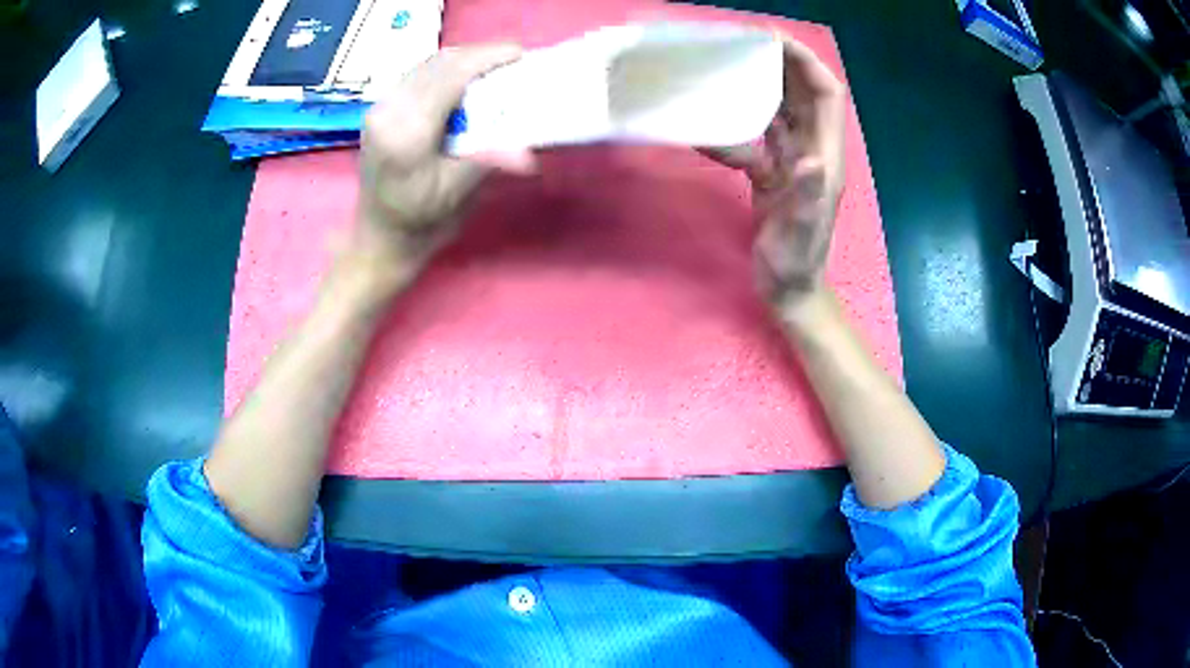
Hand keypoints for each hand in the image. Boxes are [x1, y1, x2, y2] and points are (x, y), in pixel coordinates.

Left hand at [351, 43, 526, 285]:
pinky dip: (443, 71)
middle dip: (478, 56)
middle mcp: (388, 110)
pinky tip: (461, 82)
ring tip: (491, 70)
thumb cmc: (419, 223)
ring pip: (426, 64)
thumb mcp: (458, 194)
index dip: (487, 58)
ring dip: (461, 61)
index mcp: (406, 132)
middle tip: (512, 62)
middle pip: (438, 62)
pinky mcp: (379, 109)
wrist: (378, 239)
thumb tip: (530, 150)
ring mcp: (379, 107)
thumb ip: (490, 160)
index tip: (519, 54)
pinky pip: (416, 75)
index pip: (451, 75)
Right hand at [704, 37, 846, 318]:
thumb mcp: (802, 233)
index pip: (826, 96)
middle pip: (803, 94)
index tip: (776, 40)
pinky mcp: (772, 172)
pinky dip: (740, 121)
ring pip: (781, 110)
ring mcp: (792, 161)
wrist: (789, 289)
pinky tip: (715, 117)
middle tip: (744, 43)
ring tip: (729, 65)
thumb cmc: (797, 264)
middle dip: (781, 63)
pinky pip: (759, 135)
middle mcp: (812, 150)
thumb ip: (807, 198)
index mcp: (825, 157)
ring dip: (762, 85)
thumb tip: (809, 160)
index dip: (808, 64)